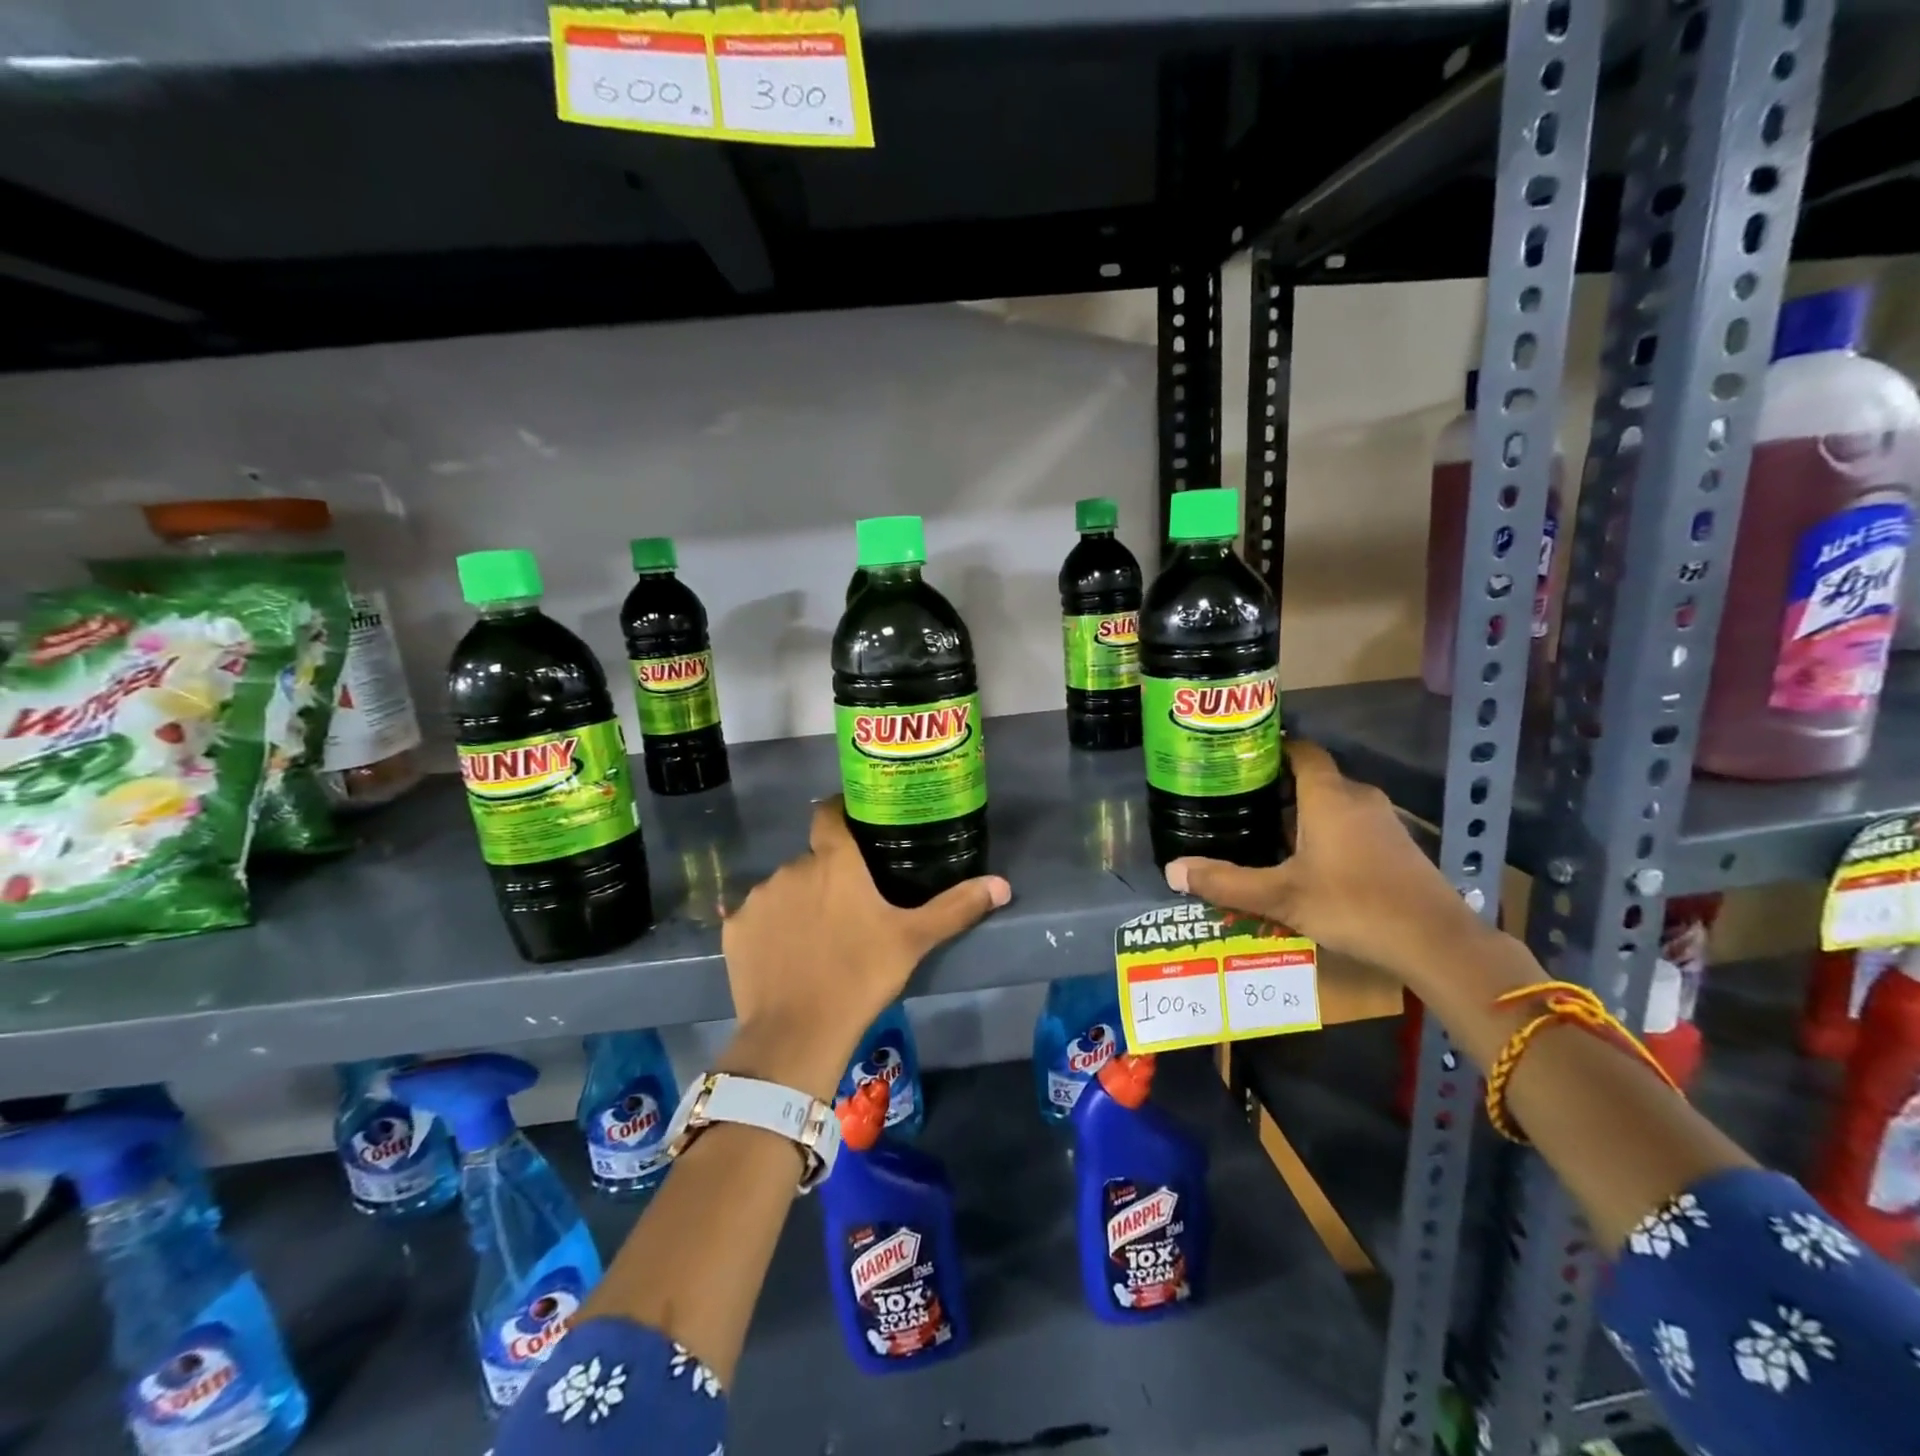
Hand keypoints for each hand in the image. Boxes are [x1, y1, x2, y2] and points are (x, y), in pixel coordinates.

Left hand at [717, 798, 1010, 1099]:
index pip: (829, 813)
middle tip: (848, 906)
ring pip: (784, 887)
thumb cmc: (860, 975)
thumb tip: (1002, 885)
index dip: (840, 813)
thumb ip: (956, 907)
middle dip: (827, 874)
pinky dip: (770, 928)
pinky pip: (756, 917)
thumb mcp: (913, 940)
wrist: (797, 1033)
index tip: (855, 826)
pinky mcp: (734, 928)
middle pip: (811, 858)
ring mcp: (758, 897)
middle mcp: (792, 867)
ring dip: (799, 900)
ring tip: (817, 936)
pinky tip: (785, 955)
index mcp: (834, 861)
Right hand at [1164, 739, 1486, 981]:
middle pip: (1312, 779)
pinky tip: (1304, 863)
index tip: (1239, 760)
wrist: (1437, 942)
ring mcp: (1382, 822)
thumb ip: (1225, 882)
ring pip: (1331, 804)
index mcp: (1328, 796)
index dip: (1271, 749)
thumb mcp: (1281, 896)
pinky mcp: (1396, 846)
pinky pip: (1350, 824)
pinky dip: (1324, 832)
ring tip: (1261, 833)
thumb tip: (1172, 870)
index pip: (1301, 750)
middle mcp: (1357, 797)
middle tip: (1237, 804)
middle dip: (1276, 790)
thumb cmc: (1354, 905)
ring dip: (1300, 815)